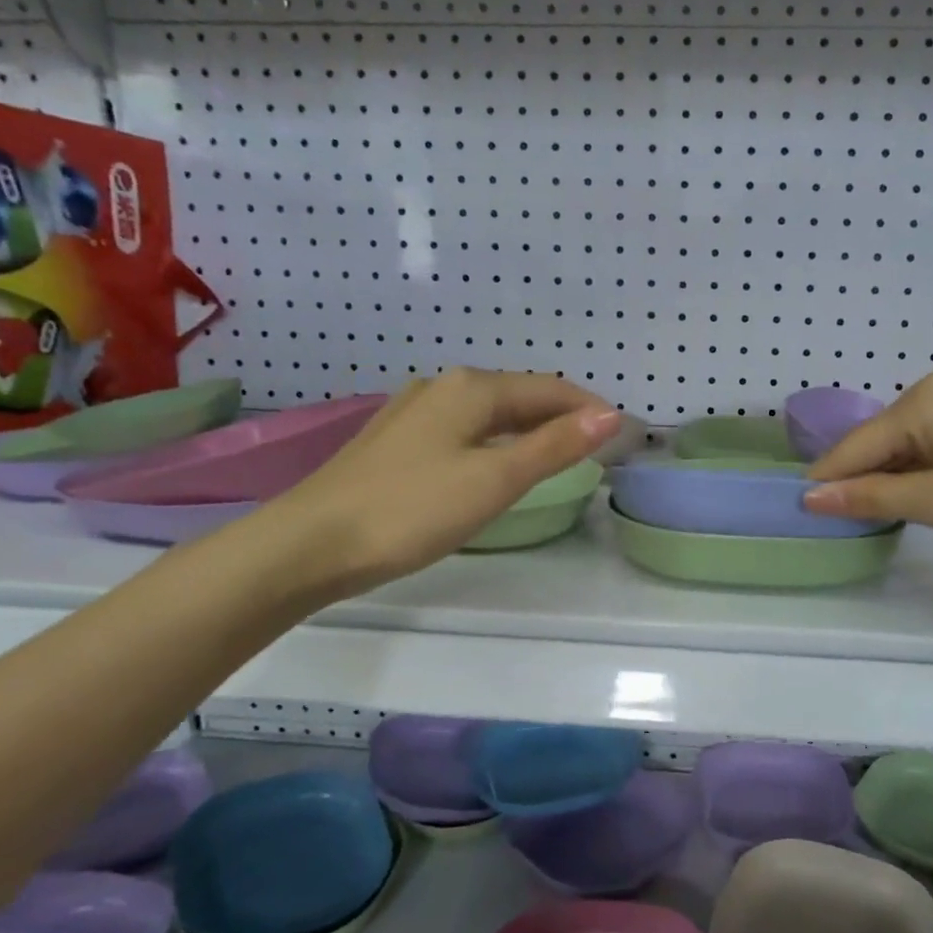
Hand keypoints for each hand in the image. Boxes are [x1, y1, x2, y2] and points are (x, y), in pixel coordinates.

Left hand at [270, 369, 620, 596]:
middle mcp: (443, 388)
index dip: (590, 409)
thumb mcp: (495, 479)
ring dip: (529, 430)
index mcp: (471, 388)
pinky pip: (464, 430)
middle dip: (562, 418)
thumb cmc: (412, 510)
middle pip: (519, 396)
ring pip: (490, 413)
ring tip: (557, 459)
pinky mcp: (396, 441)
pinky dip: (496, 442)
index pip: (550, 388)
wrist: (310, 544)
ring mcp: (414, 412)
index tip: (623, 436)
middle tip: (596, 452)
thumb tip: (611, 415)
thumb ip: (554, 446)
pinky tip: (496, 466)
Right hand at [802, 373, 932, 564]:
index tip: (798, 511)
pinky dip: (919, 472)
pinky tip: (913, 498)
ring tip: (867, 517)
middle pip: (881, 440)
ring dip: (889, 478)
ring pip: (908, 444)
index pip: (858, 444)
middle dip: (858, 479)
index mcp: (925, 399)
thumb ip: (871, 497)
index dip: (828, 480)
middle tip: (833, 522)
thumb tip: (812, 497)